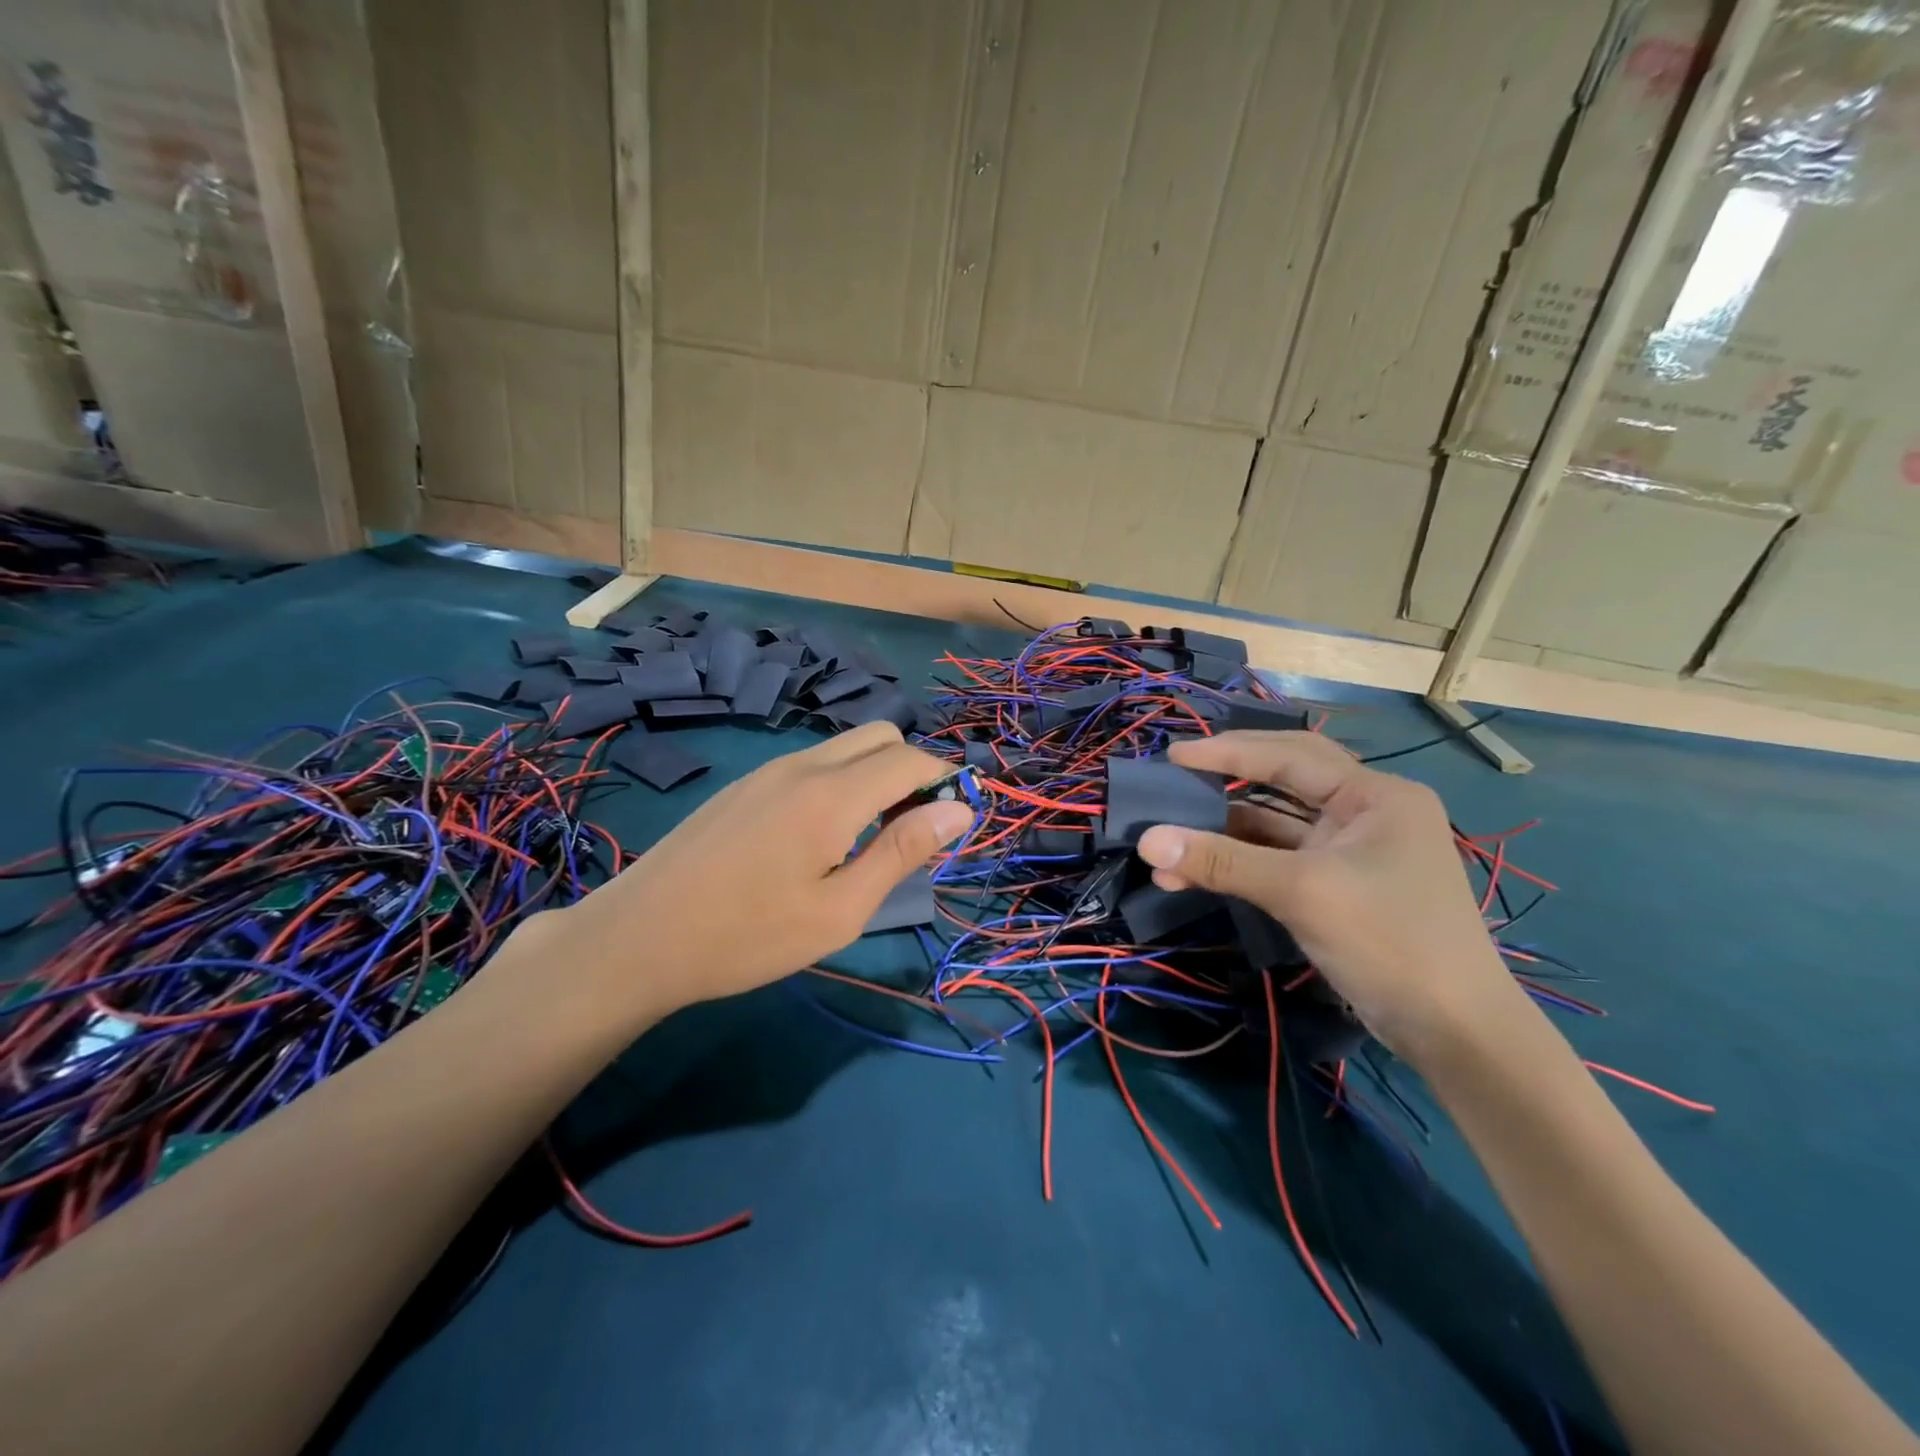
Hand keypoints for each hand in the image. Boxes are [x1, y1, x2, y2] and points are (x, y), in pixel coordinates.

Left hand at [522, 723, 970, 1024]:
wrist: (638, 937)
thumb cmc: (748, 936)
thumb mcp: (840, 910)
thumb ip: (901, 852)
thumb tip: (957, 810)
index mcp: (832, 794)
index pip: (912, 758)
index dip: (946, 781)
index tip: (955, 823)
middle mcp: (803, 765)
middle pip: (881, 736)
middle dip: (912, 770)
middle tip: (909, 831)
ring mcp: (768, 770)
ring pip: (845, 746)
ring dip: (875, 775)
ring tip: (867, 839)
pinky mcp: (745, 785)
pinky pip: (812, 763)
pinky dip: (840, 781)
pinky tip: (818, 837)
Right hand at [1136, 731, 1524, 1059]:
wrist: (1455, 1033)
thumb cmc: (1390, 941)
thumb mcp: (1301, 892)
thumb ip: (1223, 861)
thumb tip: (1148, 841)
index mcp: (1375, 795)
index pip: (1290, 754)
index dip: (1228, 752)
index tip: (1174, 756)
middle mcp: (1366, 813)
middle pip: (1283, 781)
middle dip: (1227, 782)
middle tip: (1176, 779)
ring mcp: (1352, 852)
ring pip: (1275, 827)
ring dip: (1224, 835)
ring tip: (1168, 845)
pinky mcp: (1339, 887)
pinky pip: (1279, 861)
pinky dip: (1240, 865)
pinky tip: (1197, 875)